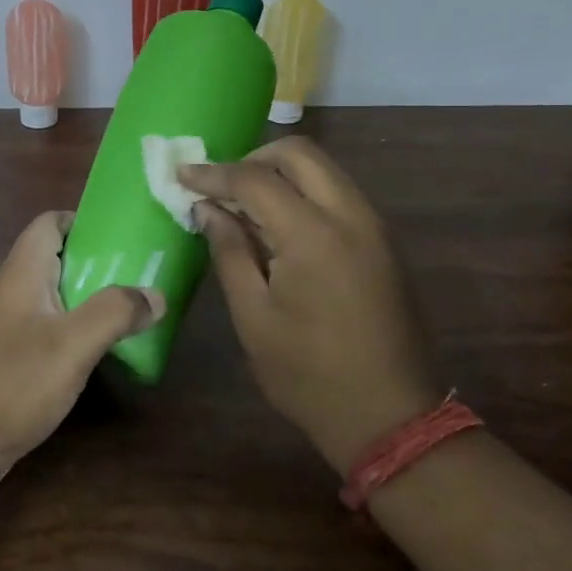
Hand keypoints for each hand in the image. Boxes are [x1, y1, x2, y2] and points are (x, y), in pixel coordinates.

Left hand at [0, 211, 162, 500]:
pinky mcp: (4, 364)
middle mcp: (10, 294)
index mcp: (22, 274)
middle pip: (55, 261)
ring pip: (52, 300)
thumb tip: (156, 294)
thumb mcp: (71, 344)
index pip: (49, 223)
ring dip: (88, 302)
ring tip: (130, 315)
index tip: (124, 235)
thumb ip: (115, 312)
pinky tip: (96, 357)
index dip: (84, 220)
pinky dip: (73, 336)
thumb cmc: (9, 384)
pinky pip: (45, 334)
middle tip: (140, 277)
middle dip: (97, 264)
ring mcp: (4, 331)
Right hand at [180, 138, 439, 474]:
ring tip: (244, 206)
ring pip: (324, 170)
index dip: (214, 173)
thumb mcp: (253, 316)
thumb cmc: (308, 374)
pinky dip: (305, 193)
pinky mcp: (383, 242)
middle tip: (221, 186)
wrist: (390, 417)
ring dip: (281, 174)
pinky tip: (279, 226)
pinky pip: (338, 194)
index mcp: (313, 235)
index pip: (256, 179)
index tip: (181, 175)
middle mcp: (351, 216)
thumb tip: (208, 209)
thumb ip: (229, 252)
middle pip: (300, 154)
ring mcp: (374, 227)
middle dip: (254, 158)